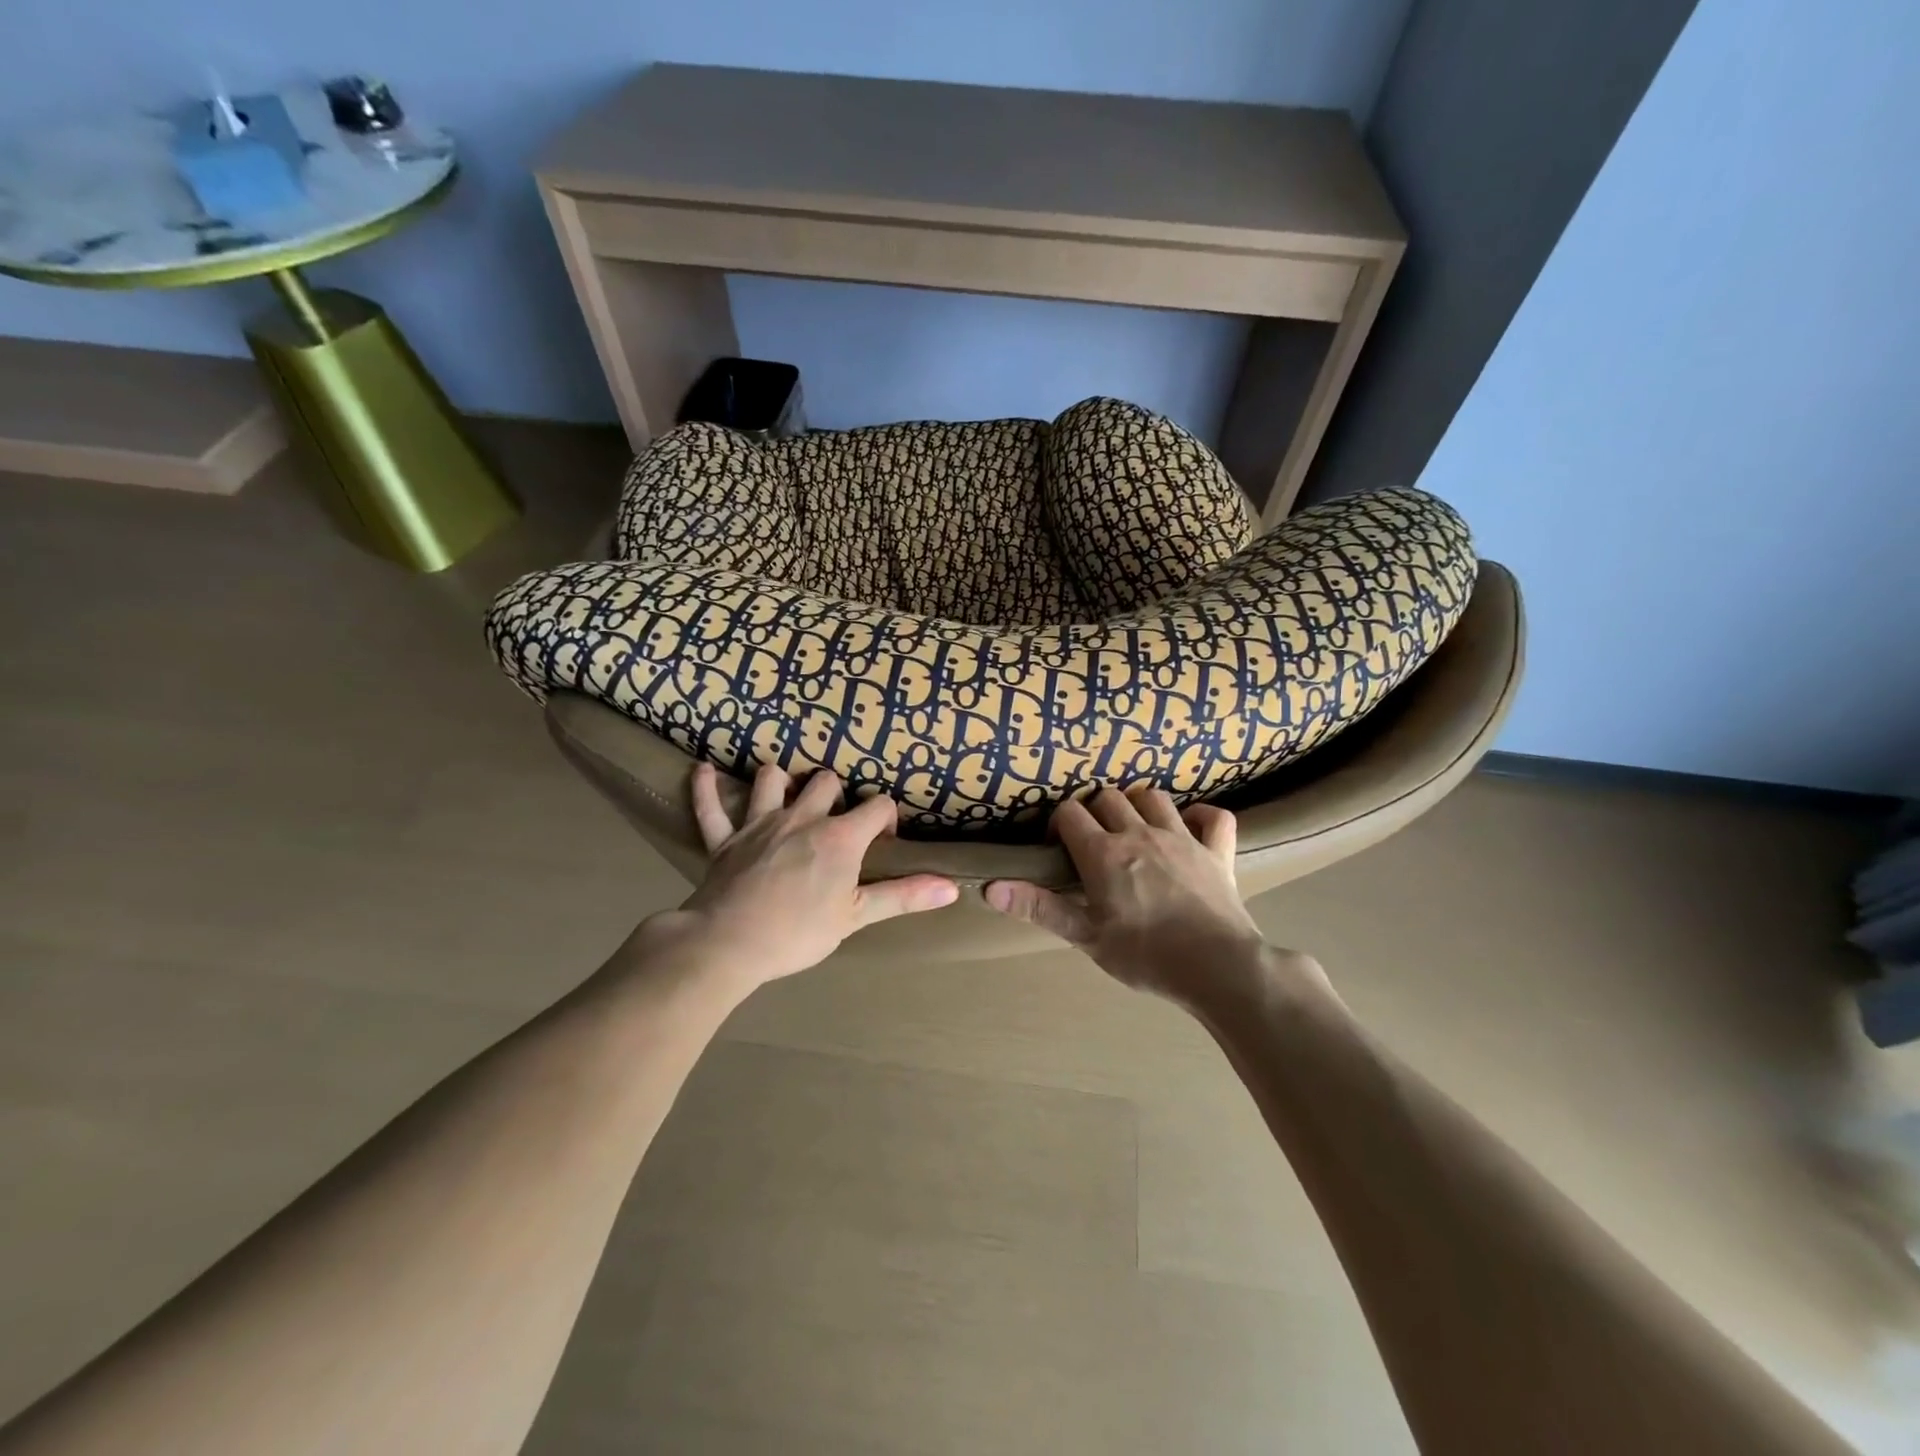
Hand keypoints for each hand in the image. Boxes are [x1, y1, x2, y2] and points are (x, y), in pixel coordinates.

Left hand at [643, 762, 957, 991]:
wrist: (730, 945)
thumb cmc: (799, 932)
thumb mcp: (857, 917)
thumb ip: (903, 896)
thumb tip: (952, 887)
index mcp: (838, 837)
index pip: (876, 806)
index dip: (885, 818)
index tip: (882, 842)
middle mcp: (801, 818)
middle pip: (824, 782)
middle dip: (835, 794)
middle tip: (836, 821)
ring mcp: (758, 824)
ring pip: (772, 779)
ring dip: (782, 781)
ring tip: (788, 793)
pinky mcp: (723, 839)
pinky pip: (710, 806)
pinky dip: (706, 788)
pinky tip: (704, 770)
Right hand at [984, 787, 1283, 1007]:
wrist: (1217, 967)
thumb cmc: (1144, 955)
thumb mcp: (1084, 936)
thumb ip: (1038, 907)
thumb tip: (990, 888)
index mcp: (1104, 853)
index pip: (1070, 814)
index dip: (1059, 824)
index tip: (1058, 847)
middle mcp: (1140, 834)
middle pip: (1108, 798)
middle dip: (1094, 810)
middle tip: (1093, 839)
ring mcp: (1182, 838)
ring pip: (1154, 797)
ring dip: (1138, 804)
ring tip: (1133, 825)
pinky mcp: (1217, 851)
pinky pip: (1214, 817)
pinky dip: (1201, 815)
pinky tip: (1191, 826)